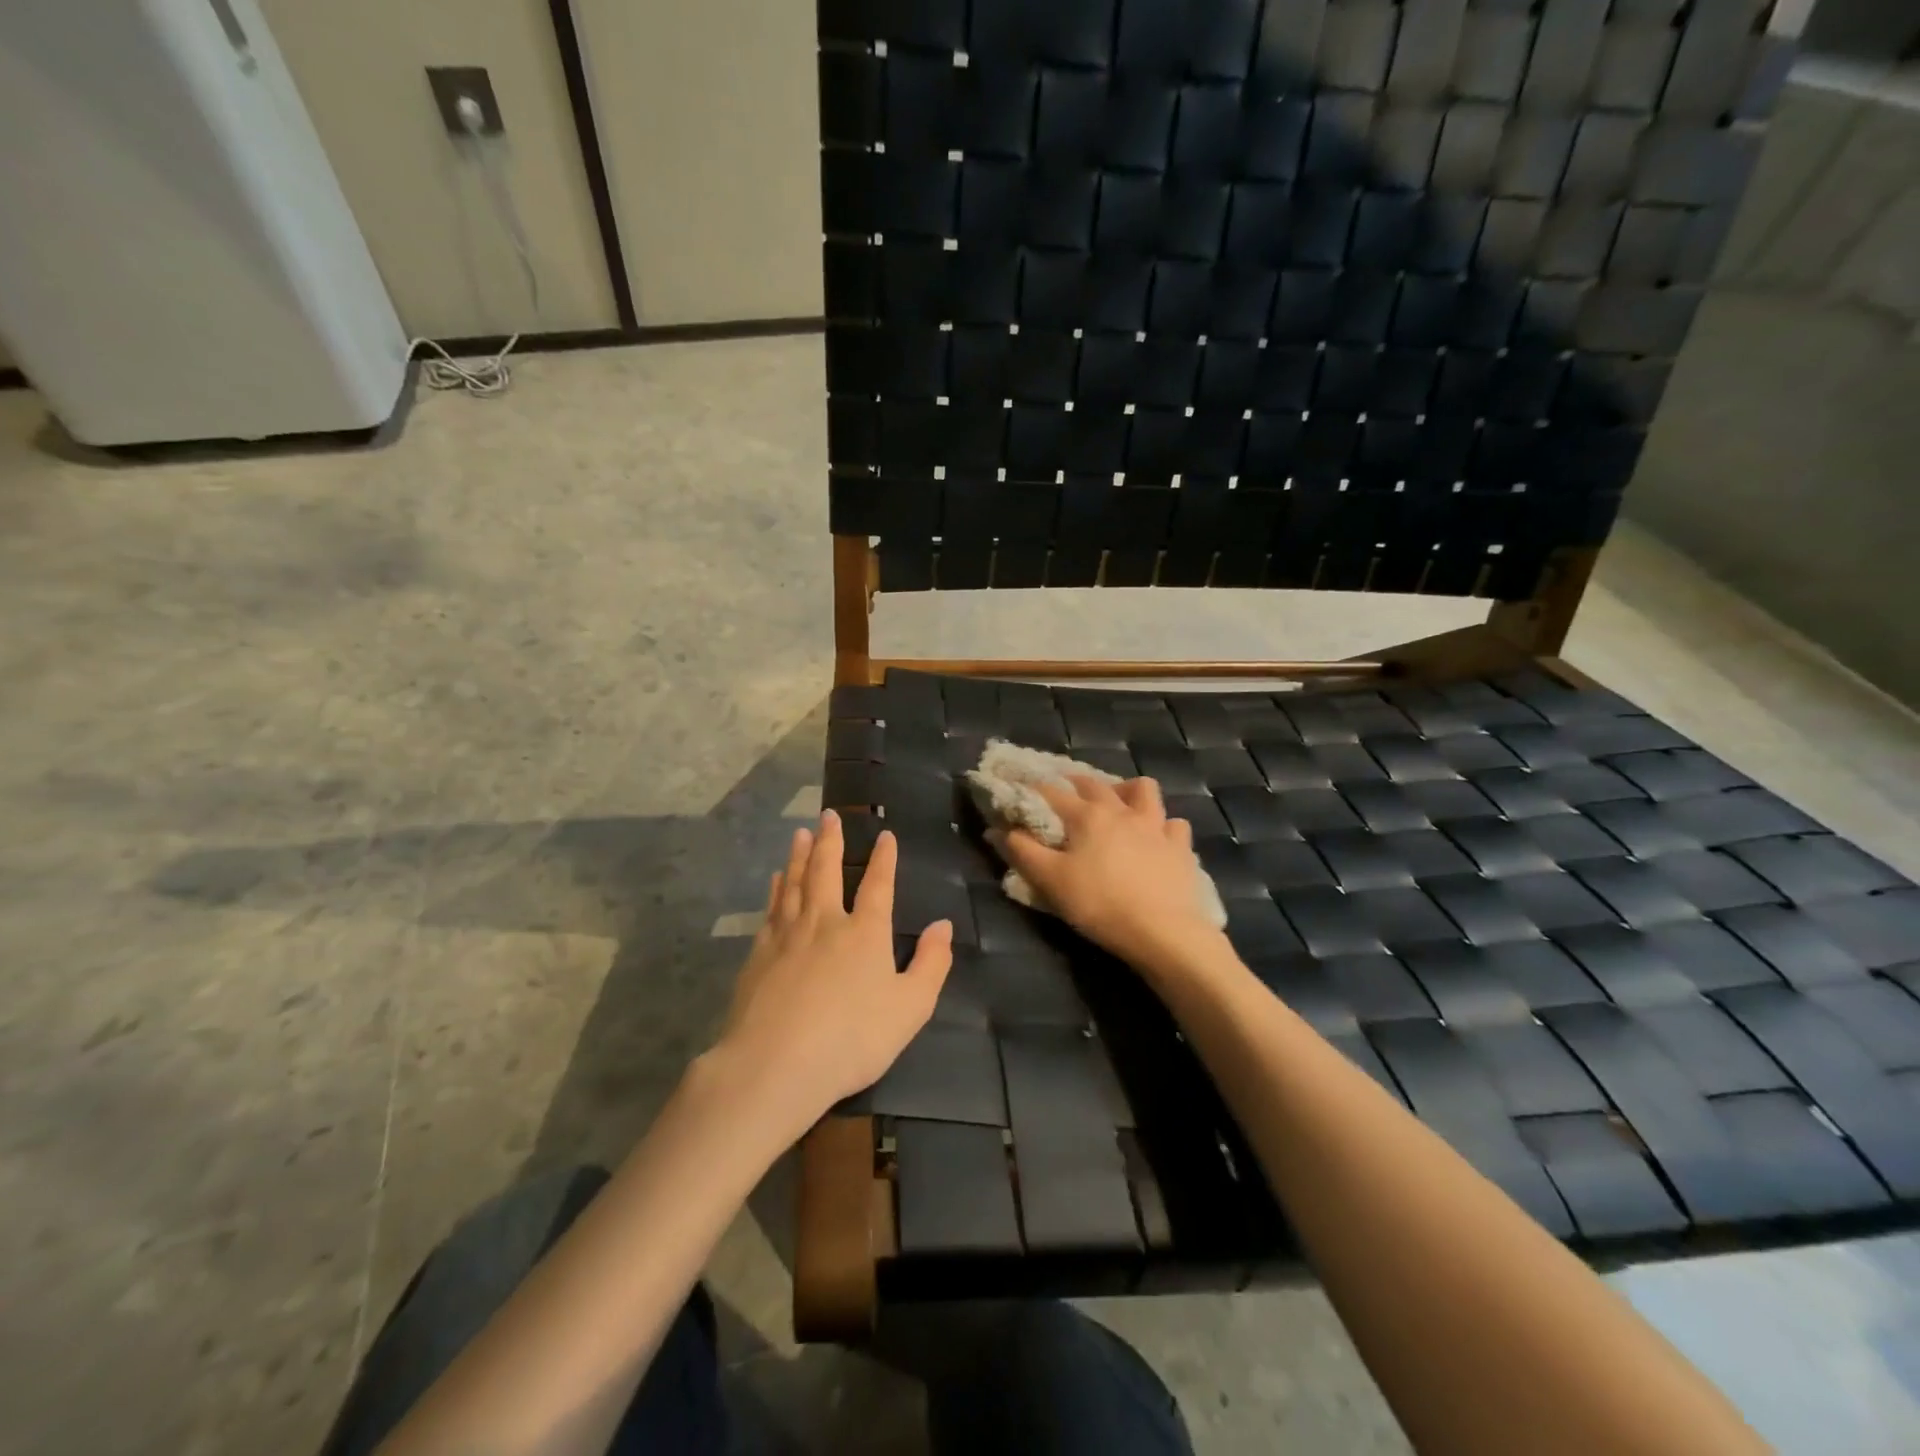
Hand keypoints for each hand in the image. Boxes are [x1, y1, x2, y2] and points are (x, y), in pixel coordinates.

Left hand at [715, 811, 952, 1128]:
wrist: (775, 1064)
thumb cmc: (852, 1039)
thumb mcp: (910, 1008)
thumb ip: (931, 964)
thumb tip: (943, 925)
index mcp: (865, 932)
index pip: (878, 885)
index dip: (884, 859)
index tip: (884, 835)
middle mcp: (825, 922)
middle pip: (826, 871)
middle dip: (830, 840)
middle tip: (828, 815)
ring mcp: (787, 935)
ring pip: (794, 883)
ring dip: (799, 855)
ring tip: (800, 833)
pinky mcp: (759, 954)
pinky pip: (771, 909)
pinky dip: (776, 889)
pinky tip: (776, 879)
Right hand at [1003, 776, 1217, 966]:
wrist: (1164, 932)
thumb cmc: (1100, 904)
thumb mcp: (1051, 881)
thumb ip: (1022, 851)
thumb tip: (999, 829)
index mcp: (1087, 815)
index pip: (1051, 793)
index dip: (1031, 792)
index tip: (1019, 795)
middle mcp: (1122, 810)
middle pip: (1095, 784)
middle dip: (1074, 784)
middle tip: (1063, 796)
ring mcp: (1156, 826)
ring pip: (1143, 790)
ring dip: (1127, 791)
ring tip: (1117, 805)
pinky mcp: (1181, 847)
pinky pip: (1173, 824)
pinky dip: (1162, 826)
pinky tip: (1155, 839)